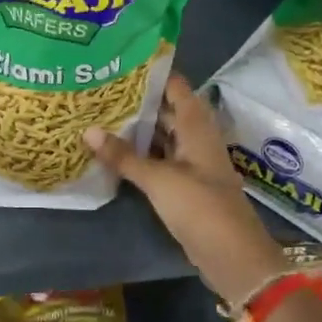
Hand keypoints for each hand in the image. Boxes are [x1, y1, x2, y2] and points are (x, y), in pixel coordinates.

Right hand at [85, 74, 283, 302]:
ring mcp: (192, 164)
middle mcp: (196, 139)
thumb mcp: (158, 180)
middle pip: (167, 111)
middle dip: (137, 101)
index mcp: (197, 127)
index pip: (176, 87)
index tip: (120, 63)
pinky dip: (140, 154)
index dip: (152, 73)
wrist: (234, 257)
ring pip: (162, 136)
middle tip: (100, 90)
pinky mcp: (186, 186)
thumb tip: (88, 130)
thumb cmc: (201, 208)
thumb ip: (123, 156)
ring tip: (100, 115)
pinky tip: (114, 152)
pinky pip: (160, 160)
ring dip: (137, 129)